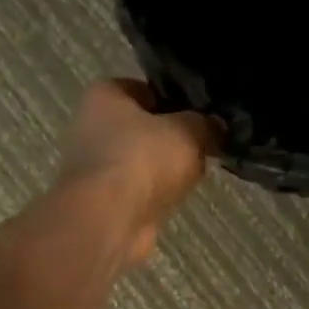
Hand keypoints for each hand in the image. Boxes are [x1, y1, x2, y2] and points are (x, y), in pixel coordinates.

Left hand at [57, 79, 218, 264]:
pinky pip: (139, 189)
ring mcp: (95, 167)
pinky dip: (157, 194)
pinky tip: (178, 198)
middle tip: (204, 145)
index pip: (147, 89)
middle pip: (144, 127)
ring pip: (143, 161)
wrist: (109, 219)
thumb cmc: (142, 158)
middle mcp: (92, 125)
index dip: (177, 99)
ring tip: (196, 174)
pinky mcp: (103, 200)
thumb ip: (206, 124)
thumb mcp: (188, 131)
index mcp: (105, 95)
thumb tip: (217, 126)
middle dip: (173, 138)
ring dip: (166, 169)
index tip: (203, 115)